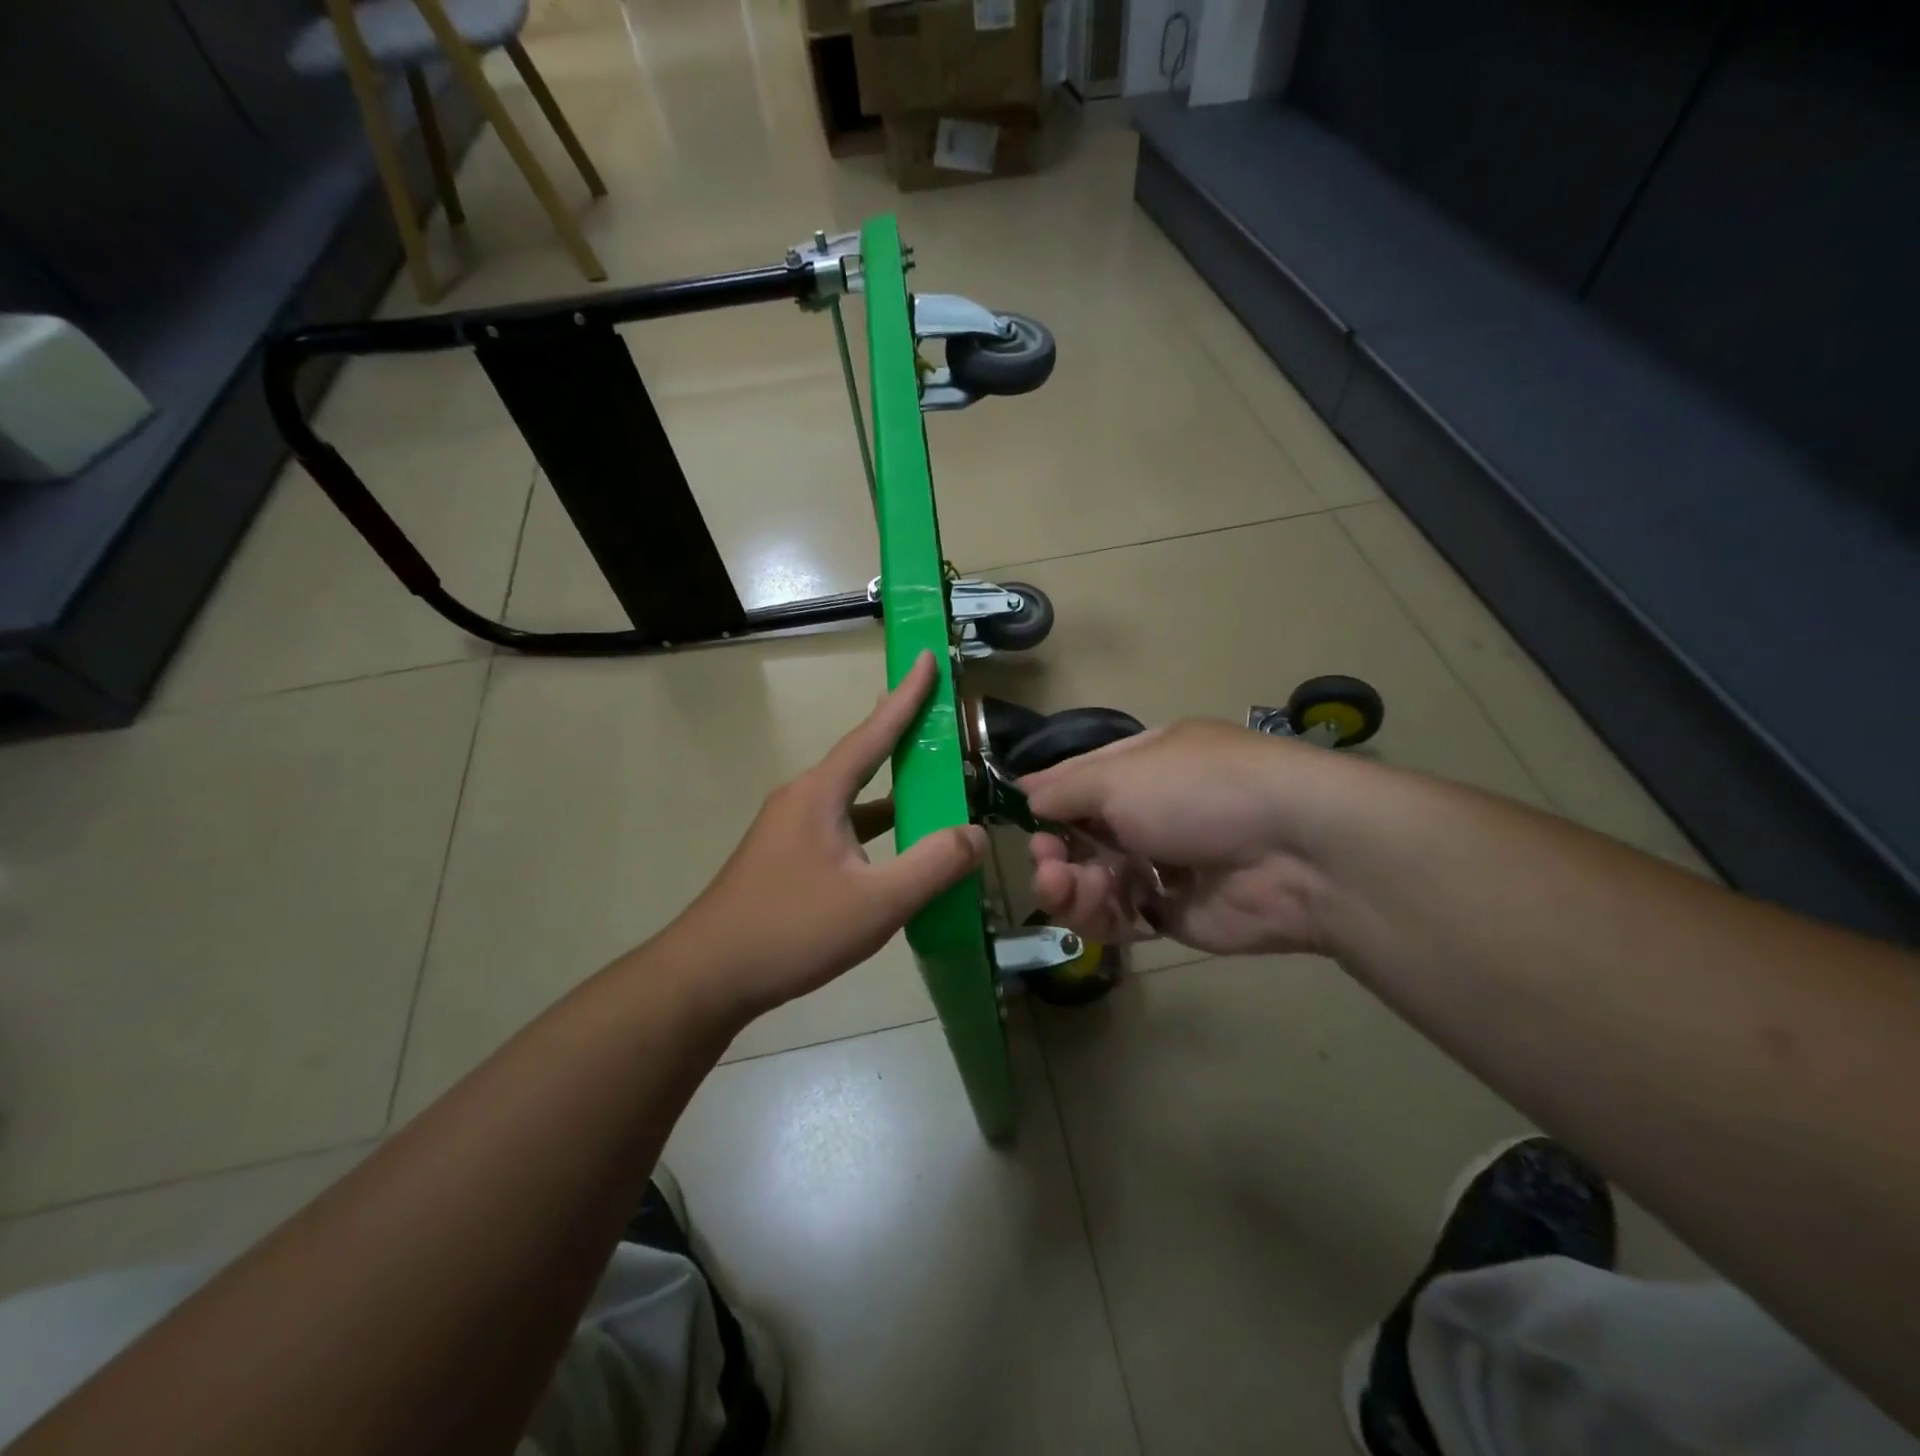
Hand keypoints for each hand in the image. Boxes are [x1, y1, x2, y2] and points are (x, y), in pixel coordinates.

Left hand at [663, 651, 986, 1022]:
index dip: (906, 696)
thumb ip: (933, 865)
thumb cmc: (791, 930)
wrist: (707, 977)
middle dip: (902, 736)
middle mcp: (803, 799)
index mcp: (821, 794)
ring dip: (892, 790)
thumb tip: (975, 834)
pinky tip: (896, 849)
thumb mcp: (876, 903)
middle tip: (939, 717)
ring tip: (932, 784)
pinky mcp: (785, 857)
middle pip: (863, 758)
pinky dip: (875, 826)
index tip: (927, 658)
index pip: (874, 733)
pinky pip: (842, 826)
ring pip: (853, 798)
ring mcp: (789, 829)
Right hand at [1022, 720, 1340, 956]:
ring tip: (1061, 886)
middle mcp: (1150, 811)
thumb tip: (1026, 792)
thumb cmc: (1198, 791)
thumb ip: (1066, 789)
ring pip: (1093, 879)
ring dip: (1067, 885)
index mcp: (1144, 765)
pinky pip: (1119, 916)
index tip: (1020, 815)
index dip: (1048, 798)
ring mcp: (1162, 863)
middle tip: (1047, 861)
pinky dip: (1098, 915)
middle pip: (1081, 835)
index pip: (1081, 779)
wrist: (1296, 852)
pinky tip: (1094, 910)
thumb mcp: (1120, 776)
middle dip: (1053, 849)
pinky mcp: (1174, 912)